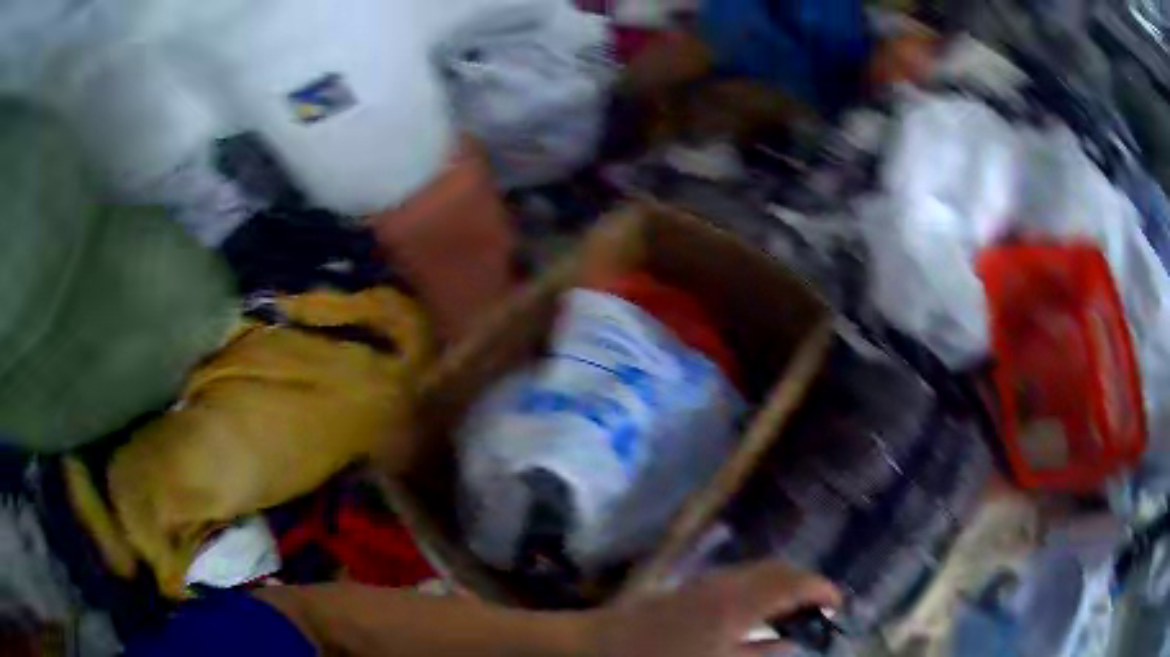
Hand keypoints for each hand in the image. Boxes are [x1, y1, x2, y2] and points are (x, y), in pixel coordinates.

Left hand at [588, 562, 840, 656]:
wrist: (594, 647)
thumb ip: (758, 654)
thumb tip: (791, 646)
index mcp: (737, 603)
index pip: (792, 583)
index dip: (820, 589)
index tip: (838, 602)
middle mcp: (724, 584)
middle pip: (776, 571)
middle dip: (803, 583)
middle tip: (820, 606)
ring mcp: (703, 584)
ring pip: (757, 573)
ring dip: (780, 586)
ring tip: (794, 609)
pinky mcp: (687, 590)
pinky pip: (738, 581)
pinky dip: (758, 591)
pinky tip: (754, 614)